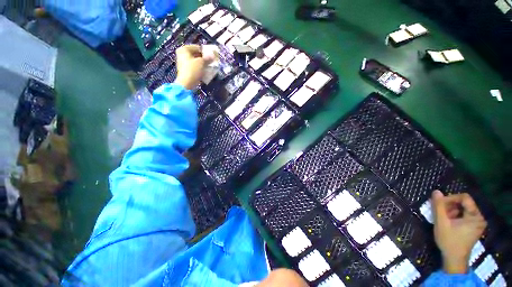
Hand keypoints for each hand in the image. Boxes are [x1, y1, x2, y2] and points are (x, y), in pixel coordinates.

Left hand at [175, 45, 215, 89]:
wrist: (186, 84)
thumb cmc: (192, 70)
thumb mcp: (201, 62)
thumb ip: (207, 58)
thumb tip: (213, 55)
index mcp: (184, 49)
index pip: (197, 47)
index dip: (205, 52)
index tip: (212, 57)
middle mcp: (182, 54)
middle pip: (196, 54)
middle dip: (204, 59)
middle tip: (211, 62)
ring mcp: (183, 63)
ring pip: (196, 61)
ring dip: (203, 64)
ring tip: (209, 67)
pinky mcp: (186, 70)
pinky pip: (194, 67)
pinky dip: (200, 69)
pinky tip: (205, 72)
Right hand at [431, 190, 486, 273]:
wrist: (454, 259)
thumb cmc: (449, 240)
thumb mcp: (441, 222)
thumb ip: (438, 206)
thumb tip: (436, 191)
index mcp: (475, 216)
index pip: (464, 198)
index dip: (451, 198)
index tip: (439, 204)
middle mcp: (479, 217)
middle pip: (464, 203)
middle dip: (450, 206)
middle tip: (440, 212)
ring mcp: (478, 223)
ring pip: (463, 209)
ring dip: (451, 211)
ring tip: (443, 219)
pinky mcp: (474, 227)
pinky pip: (465, 215)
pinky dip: (455, 216)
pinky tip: (448, 222)